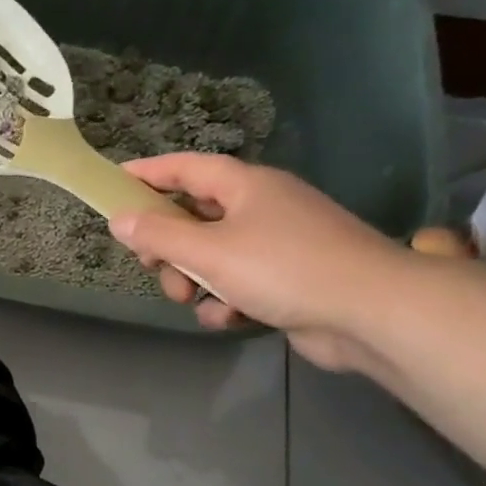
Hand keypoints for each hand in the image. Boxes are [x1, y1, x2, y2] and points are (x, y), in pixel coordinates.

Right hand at [109, 153, 410, 369]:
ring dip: (192, 279)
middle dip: (167, 245)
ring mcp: (277, 244)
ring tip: (192, 299)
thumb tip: (120, 219)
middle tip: (150, 264)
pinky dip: (225, 300)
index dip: (147, 173)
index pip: (185, 168)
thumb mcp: (209, 251)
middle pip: (193, 217)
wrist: (372, 312)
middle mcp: (261, 207)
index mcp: (245, 186)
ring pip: (212, 255)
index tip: (113, 183)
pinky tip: (229, 318)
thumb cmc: (284, 268)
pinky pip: (238, 283)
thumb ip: (159, 234)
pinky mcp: (288, 280)